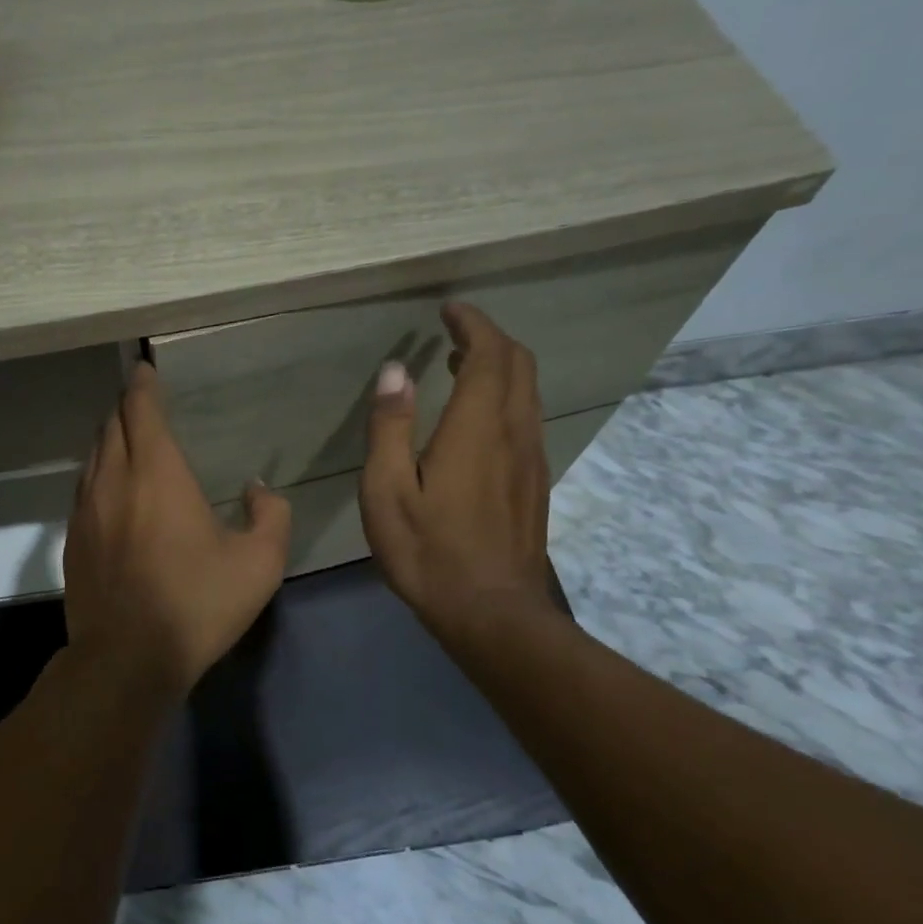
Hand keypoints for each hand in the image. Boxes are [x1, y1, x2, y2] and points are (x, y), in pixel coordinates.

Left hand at [64, 362, 291, 697]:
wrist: (126, 659)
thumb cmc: (197, 604)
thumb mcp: (259, 563)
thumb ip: (270, 514)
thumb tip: (256, 488)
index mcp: (157, 473)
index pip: (142, 410)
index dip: (142, 385)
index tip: (144, 369)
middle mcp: (114, 479)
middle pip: (113, 425)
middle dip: (127, 408)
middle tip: (143, 403)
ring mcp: (86, 509)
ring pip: (94, 455)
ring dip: (111, 439)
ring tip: (128, 439)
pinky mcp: (73, 539)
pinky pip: (84, 487)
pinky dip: (99, 472)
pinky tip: (112, 489)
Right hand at [359, 302, 556, 646]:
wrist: (492, 613)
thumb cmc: (428, 551)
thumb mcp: (387, 491)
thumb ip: (390, 426)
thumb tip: (395, 370)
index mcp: (477, 428)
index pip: (489, 354)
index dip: (472, 324)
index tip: (449, 310)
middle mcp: (514, 432)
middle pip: (518, 364)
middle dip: (489, 338)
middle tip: (453, 331)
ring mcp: (531, 458)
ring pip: (527, 391)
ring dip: (499, 366)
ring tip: (458, 364)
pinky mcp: (535, 481)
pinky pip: (527, 417)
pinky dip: (504, 395)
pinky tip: (475, 417)